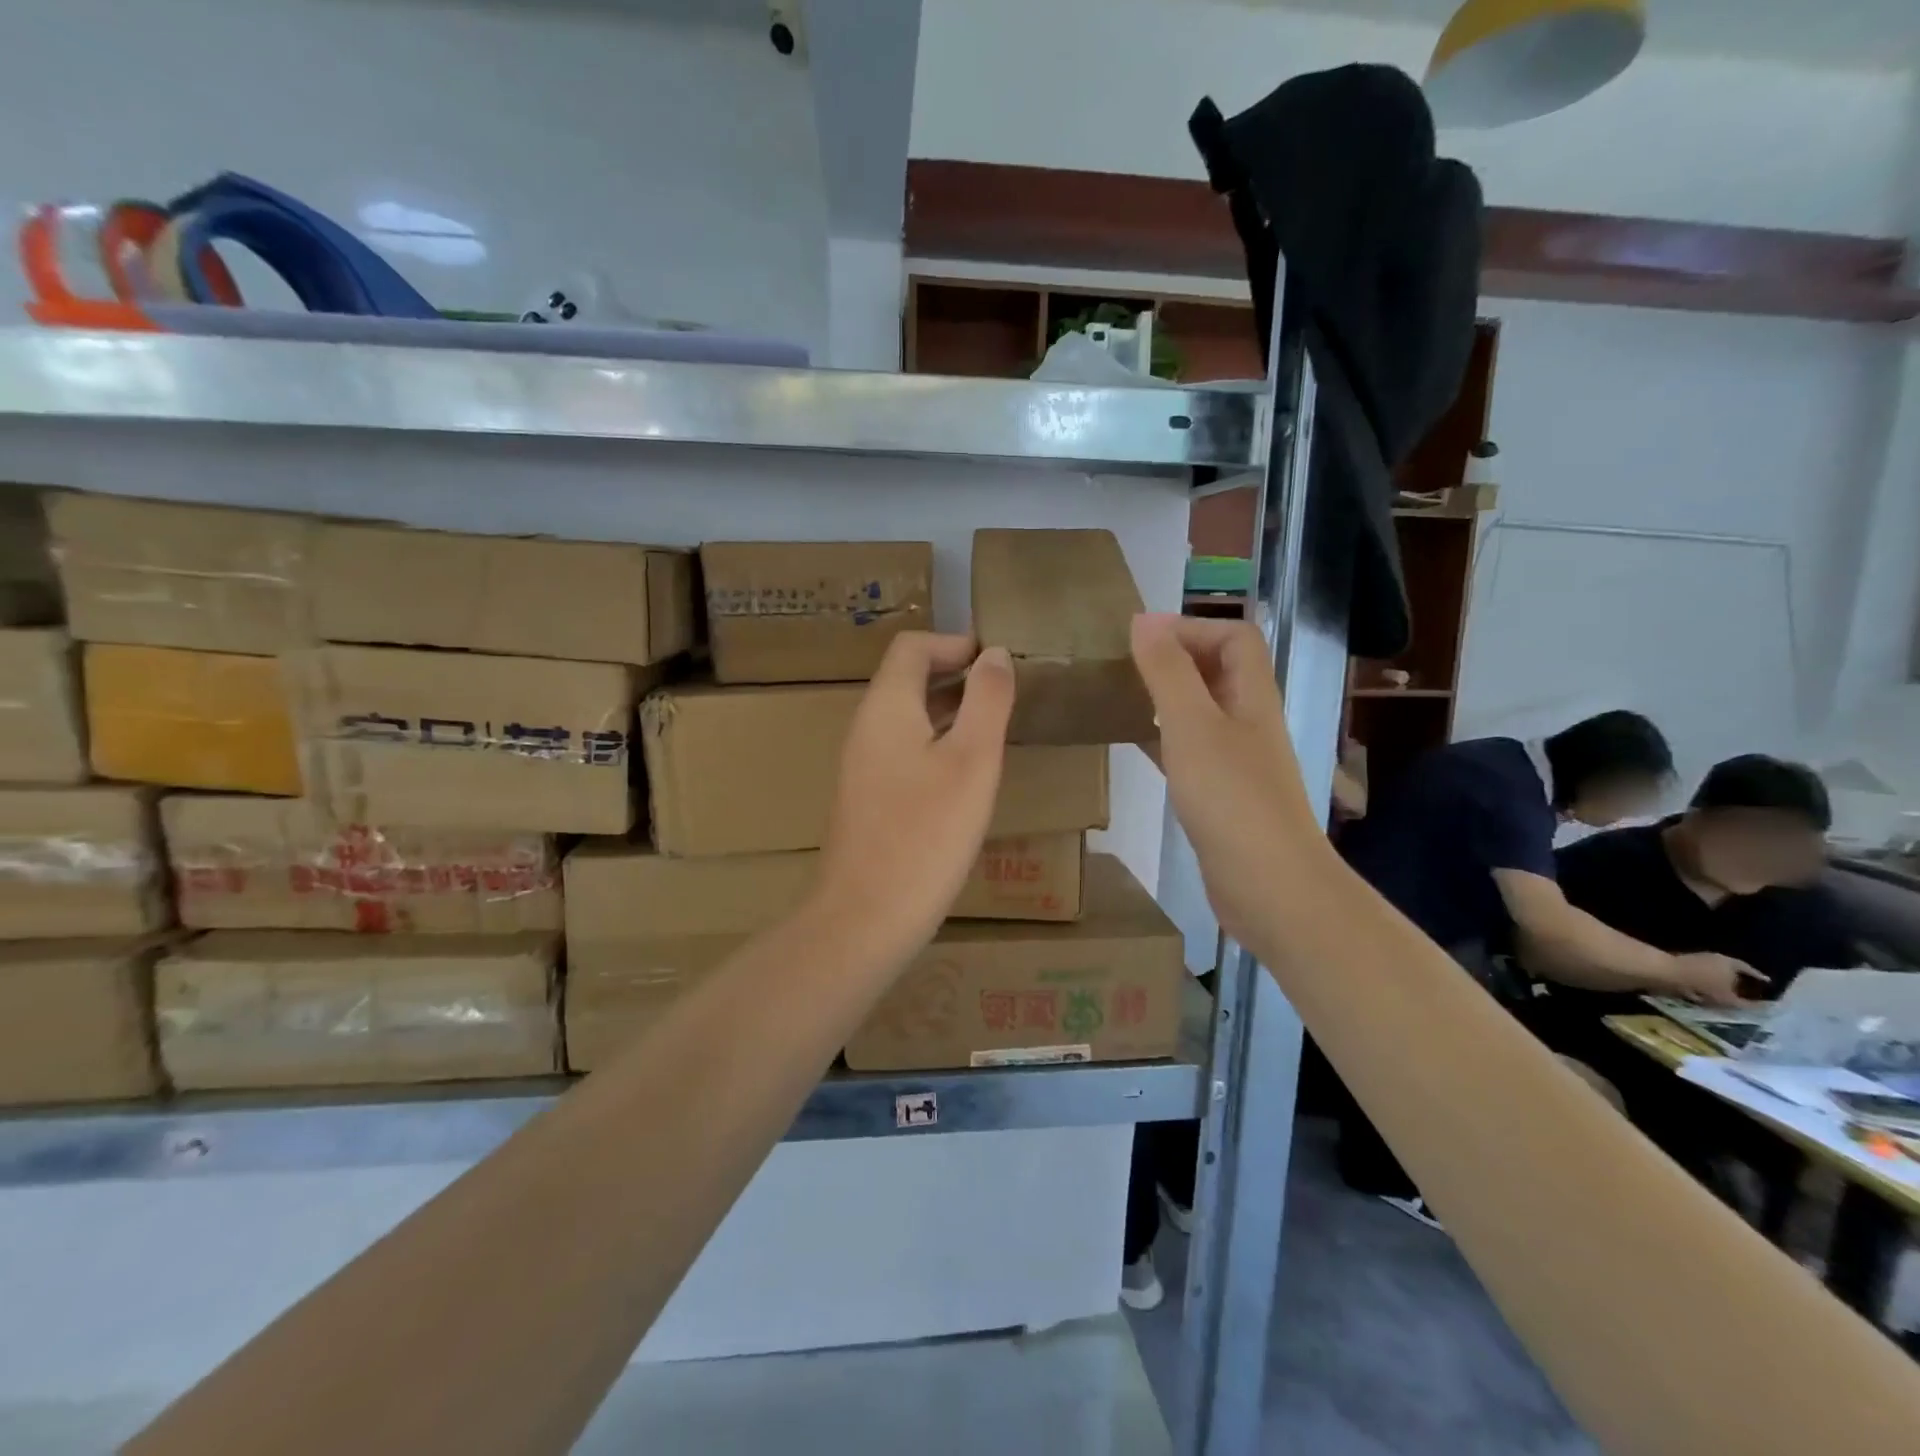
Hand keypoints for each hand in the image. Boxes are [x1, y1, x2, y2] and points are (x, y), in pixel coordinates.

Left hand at [810, 633, 1014, 968]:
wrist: (865, 917)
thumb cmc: (926, 834)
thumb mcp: (972, 760)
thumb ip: (986, 700)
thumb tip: (992, 653)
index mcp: (886, 707)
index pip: (912, 647)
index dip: (954, 643)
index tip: (995, 662)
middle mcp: (866, 728)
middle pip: (907, 680)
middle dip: (955, 676)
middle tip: (1005, 695)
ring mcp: (862, 766)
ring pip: (907, 719)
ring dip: (949, 712)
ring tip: (994, 730)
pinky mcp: (867, 799)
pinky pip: (903, 752)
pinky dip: (936, 745)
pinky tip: (965, 777)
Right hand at [1131, 613, 1326, 948]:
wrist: (1268, 885)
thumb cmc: (1231, 799)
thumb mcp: (1192, 726)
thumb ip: (1168, 672)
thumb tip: (1144, 619)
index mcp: (1252, 697)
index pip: (1235, 637)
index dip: (1192, 627)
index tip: (1140, 638)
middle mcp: (1249, 722)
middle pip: (1219, 671)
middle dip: (1176, 658)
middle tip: (1125, 665)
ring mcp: (1238, 761)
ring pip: (1202, 711)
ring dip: (1167, 697)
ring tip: (1122, 696)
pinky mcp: (1222, 795)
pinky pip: (1190, 751)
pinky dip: (1163, 738)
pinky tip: (1133, 744)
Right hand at [1666, 952, 1769, 1007]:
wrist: (1665, 972)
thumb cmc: (1700, 969)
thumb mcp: (1727, 964)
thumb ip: (1747, 970)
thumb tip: (1767, 979)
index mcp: (1734, 1003)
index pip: (1757, 1006)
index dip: (1767, 1001)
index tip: (1774, 997)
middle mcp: (1722, 1008)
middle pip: (1738, 1004)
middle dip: (1745, 997)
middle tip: (1753, 989)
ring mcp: (1704, 1003)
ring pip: (1721, 999)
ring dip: (1727, 993)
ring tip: (1731, 983)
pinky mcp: (1689, 996)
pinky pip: (1707, 994)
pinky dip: (1712, 989)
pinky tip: (1710, 981)